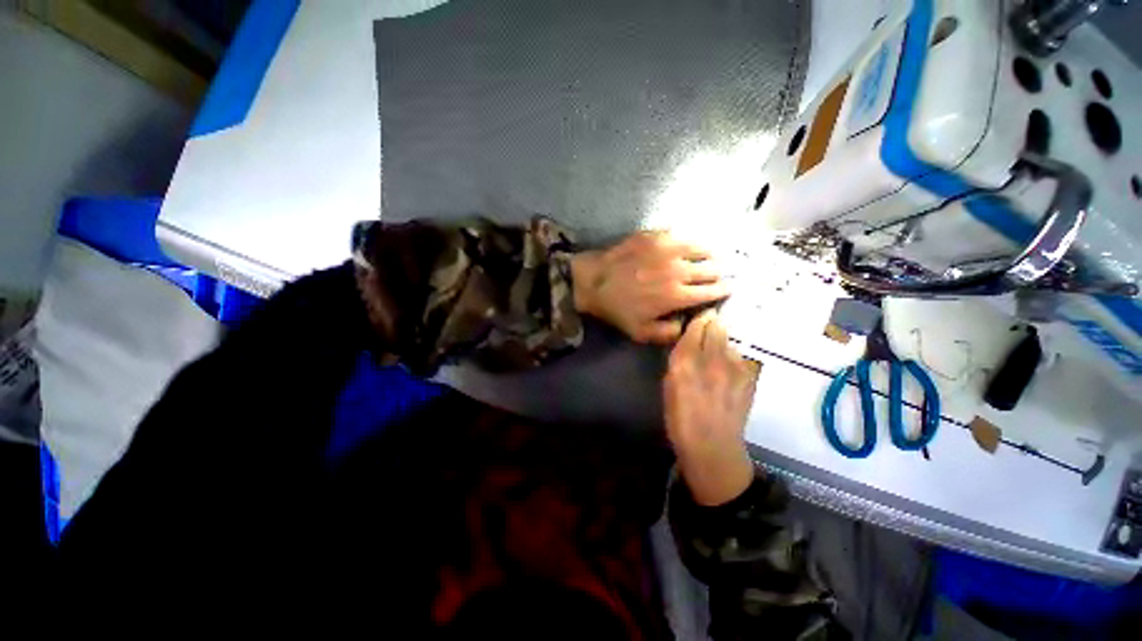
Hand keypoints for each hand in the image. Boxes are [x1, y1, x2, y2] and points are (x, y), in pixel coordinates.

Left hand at [569, 232, 728, 343]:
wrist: (593, 281)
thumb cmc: (617, 309)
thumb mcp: (641, 332)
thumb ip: (670, 332)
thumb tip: (689, 322)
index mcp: (677, 295)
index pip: (712, 290)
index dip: (723, 290)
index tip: (727, 289)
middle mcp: (678, 270)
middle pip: (712, 268)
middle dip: (720, 273)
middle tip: (720, 274)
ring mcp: (667, 249)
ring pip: (702, 248)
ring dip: (710, 254)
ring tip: (710, 257)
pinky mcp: (655, 235)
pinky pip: (682, 235)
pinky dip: (690, 242)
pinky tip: (688, 245)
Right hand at [664, 310, 759, 505]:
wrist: (713, 447)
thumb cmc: (681, 418)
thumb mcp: (669, 385)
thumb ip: (678, 359)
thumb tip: (687, 341)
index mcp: (685, 363)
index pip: (696, 327)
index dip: (697, 320)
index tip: (697, 318)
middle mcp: (712, 360)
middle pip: (717, 327)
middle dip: (711, 323)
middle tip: (707, 328)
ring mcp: (735, 369)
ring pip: (729, 341)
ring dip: (722, 342)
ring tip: (716, 354)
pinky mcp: (750, 378)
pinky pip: (740, 357)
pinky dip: (733, 358)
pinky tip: (727, 371)